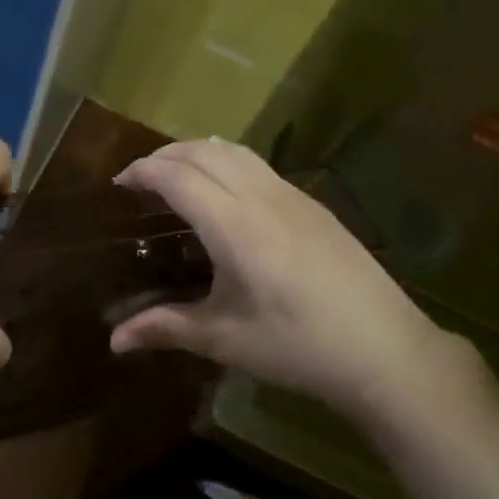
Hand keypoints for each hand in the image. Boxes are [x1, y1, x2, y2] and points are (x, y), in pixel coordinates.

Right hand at [109, 140, 479, 429]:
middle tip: (140, 178)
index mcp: (235, 225)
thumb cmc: (298, 346)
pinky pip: (257, 164)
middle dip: (165, 155)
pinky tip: (225, 191)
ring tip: (177, 175)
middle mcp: (261, 196)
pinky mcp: (312, 203)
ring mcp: (291, 195)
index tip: (118, 183)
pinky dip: (226, 160)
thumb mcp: (226, 339)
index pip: (178, 176)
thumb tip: (113, 340)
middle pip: (203, 151)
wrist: (384, 349)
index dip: (143, 171)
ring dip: (197, 151)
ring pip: (234, 150)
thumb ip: (167, 328)